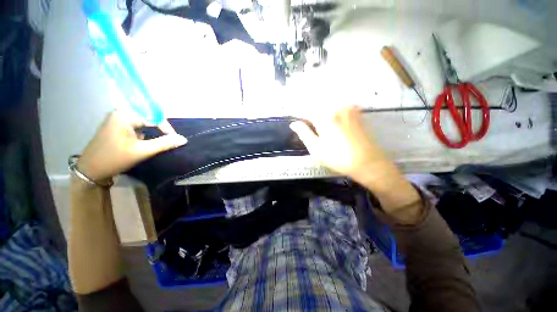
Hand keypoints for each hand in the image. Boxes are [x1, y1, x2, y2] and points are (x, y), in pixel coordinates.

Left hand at [77, 111, 187, 180]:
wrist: (90, 169)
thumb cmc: (115, 159)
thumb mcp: (142, 151)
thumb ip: (164, 143)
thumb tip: (183, 139)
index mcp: (124, 115)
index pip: (153, 117)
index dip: (167, 128)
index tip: (175, 140)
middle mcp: (120, 113)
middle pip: (148, 117)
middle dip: (160, 128)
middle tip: (168, 139)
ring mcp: (117, 118)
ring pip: (143, 121)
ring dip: (153, 130)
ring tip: (159, 140)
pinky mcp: (116, 125)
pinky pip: (136, 124)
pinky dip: (144, 131)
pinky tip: (144, 140)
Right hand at [290, 106, 391, 184]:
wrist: (367, 162)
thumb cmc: (338, 157)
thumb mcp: (316, 148)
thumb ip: (303, 133)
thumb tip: (294, 124)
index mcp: (325, 116)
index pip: (306, 110)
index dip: (300, 117)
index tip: (298, 123)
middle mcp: (337, 107)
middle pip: (318, 106)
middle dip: (311, 114)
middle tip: (308, 124)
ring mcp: (349, 109)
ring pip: (329, 106)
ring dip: (321, 112)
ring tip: (320, 126)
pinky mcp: (356, 113)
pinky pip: (340, 108)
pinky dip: (333, 112)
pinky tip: (333, 123)